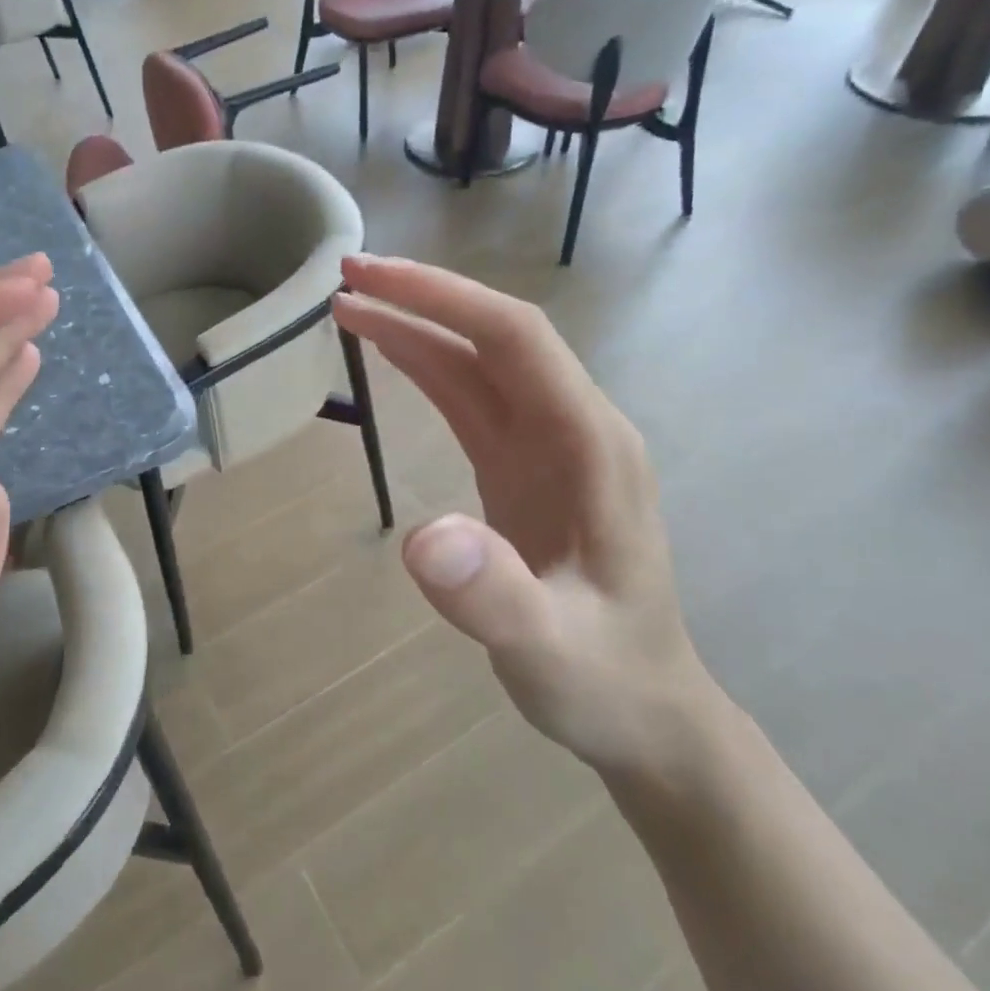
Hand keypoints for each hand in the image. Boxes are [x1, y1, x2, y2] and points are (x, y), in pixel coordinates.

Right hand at [333, 255, 715, 790]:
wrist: (645, 713)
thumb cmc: (606, 681)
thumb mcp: (550, 652)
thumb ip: (494, 598)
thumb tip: (421, 538)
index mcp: (591, 444)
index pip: (515, 338)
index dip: (443, 298)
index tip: (372, 279)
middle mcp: (573, 426)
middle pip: (494, 335)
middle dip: (422, 297)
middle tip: (345, 277)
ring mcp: (548, 445)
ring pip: (478, 362)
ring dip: (417, 327)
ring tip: (349, 306)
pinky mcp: (522, 466)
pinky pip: (471, 399)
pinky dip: (427, 367)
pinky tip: (391, 354)